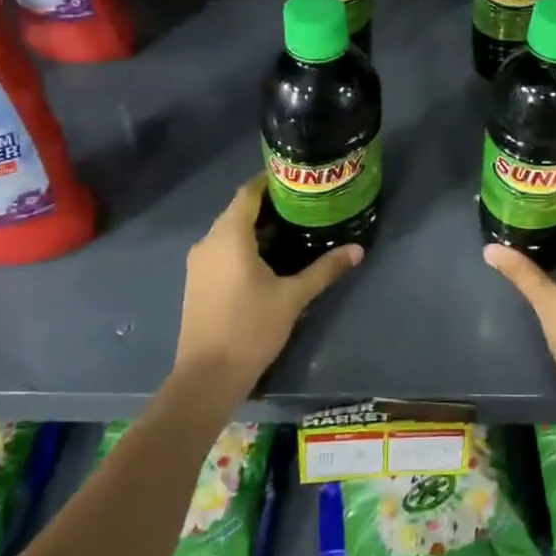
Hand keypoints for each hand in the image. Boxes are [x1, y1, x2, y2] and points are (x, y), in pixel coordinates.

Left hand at [173, 175, 363, 397]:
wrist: (207, 377)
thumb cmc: (250, 329)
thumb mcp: (293, 297)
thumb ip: (324, 269)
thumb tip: (358, 250)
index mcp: (229, 236)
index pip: (248, 192)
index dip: (270, 181)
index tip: (297, 178)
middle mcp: (208, 242)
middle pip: (238, 210)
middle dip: (269, 204)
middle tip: (304, 203)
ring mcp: (199, 263)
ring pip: (229, 231)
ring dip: (256, 225)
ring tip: (292, 226)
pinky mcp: (197, 281)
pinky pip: (222, 249)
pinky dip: (244, 244)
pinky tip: (269, 256)